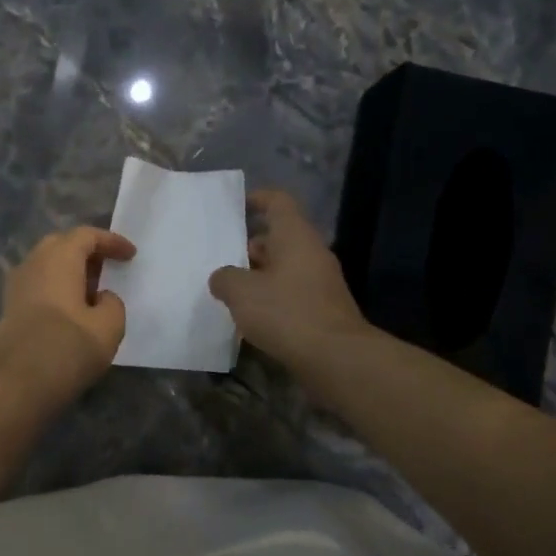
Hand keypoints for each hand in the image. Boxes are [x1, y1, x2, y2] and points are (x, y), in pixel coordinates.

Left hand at [0, 226, 136, 415]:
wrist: (16, 387)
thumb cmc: (67, 350)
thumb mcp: (109, 327)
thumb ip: (112, 304)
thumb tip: (100, 299)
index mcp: (58, 259)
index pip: (86, 236)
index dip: (111, 241)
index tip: (131, 255)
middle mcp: (32, 265)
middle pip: (61, 246)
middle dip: (87, 253)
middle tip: (109, 269)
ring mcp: (16, 288)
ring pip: (46, 267)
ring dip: (70, 273)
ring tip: (92, 293)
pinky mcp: (9, 311)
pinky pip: (38, 287)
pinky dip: (57, 290)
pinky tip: (71, 313)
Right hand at [208, 189, 370, 375]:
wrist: (335, 357)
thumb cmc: (286, 313)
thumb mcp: (242, 292)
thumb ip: (225, 278)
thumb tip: (222, 278)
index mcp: (295, 236)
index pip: (278, 202)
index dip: (256, 199)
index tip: (235, 207)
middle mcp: (311, 253)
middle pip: (279, 237)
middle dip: (249, 246)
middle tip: (221, 259)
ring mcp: (320, 283)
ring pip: (284, 268)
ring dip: (258, 276)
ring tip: (229, 291)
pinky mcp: (322, 310)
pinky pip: (291, 293)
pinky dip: (270, 299)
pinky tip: (250, 317)